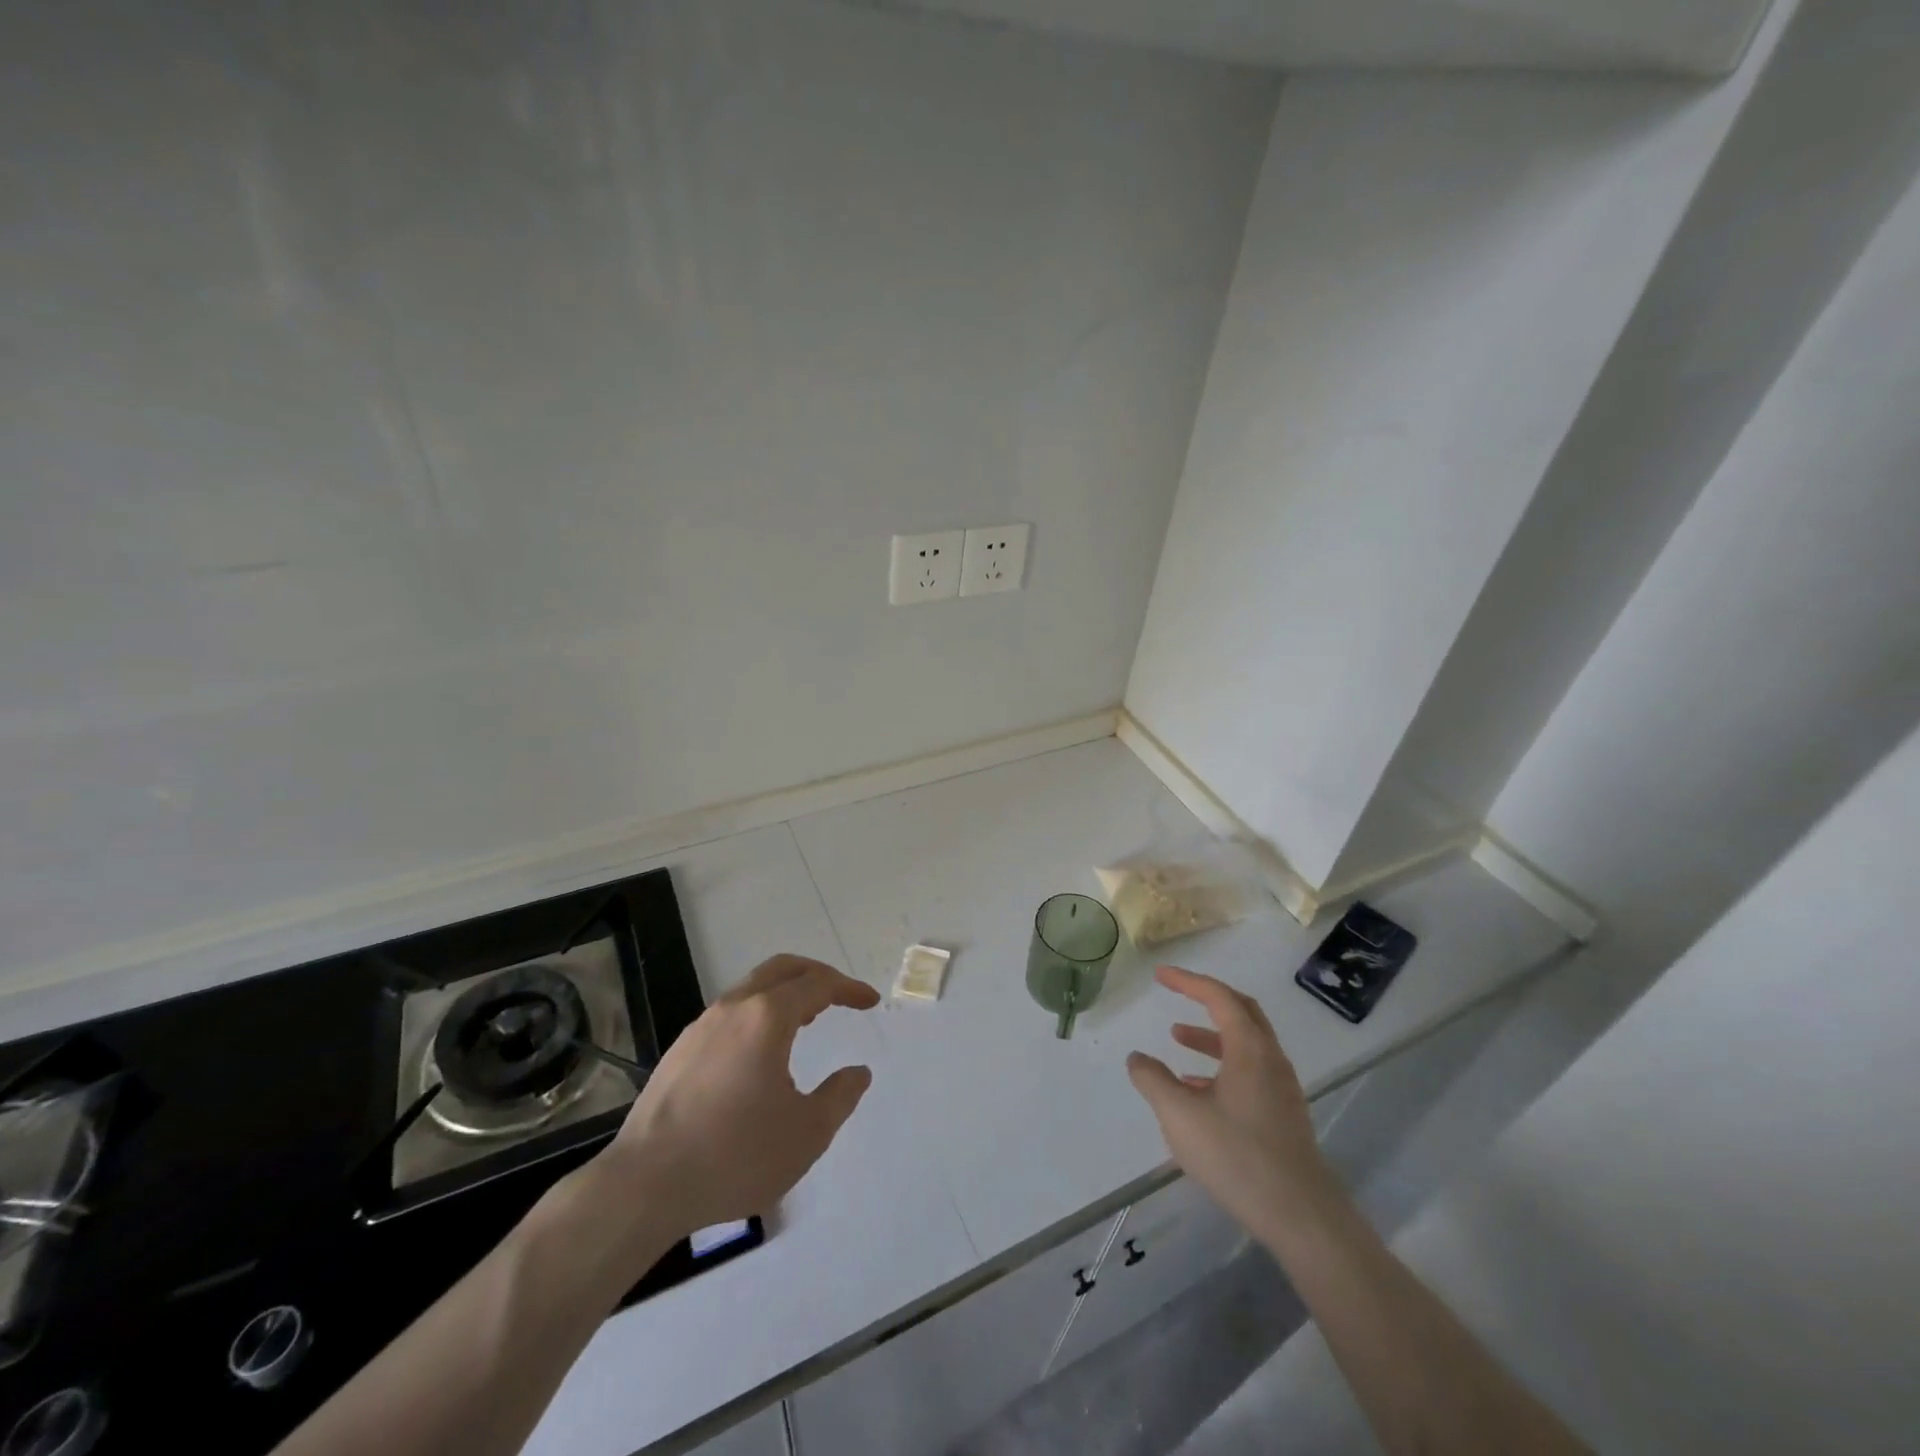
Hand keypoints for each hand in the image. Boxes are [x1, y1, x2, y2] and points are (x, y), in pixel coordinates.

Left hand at [597, 954, 879, 1235]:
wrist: (644, 1186)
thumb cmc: (735, 1156)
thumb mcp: (807, 1134)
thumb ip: (840, 1096)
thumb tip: (858, 1073)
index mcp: (767, 1017)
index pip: (818, 984)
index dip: (848, 988)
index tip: (869, 1001)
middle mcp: (733, 1008)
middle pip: (782, 969)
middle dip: (817, 975)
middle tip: (840, 995)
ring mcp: (701, 1027)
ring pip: (752, 988)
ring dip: (785, 994)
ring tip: (807, 1019)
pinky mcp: (680, 1051)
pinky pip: (730, 1014)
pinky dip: (758, 1014)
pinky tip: (761, 1052)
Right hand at [1128, 965, 1336, 1233]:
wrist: (1302, 1217)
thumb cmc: (1238, 1156)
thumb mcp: (1180, 1115)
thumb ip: (1153, 1080)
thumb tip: (1137, 1058)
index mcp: (1250, 1049)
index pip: (1219, 997)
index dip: (1188, 981)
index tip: (1160, 975)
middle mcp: (1270, 1060)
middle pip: (1241, 1012)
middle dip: (1207, 999)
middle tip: (1177, 993)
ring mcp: (1282, 1089)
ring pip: (1245, 1045)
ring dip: (1211, 1035)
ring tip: (1176, 1040)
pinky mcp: (1284, 1116)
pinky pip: (1249, 1072)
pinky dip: (1221, 1066)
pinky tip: (1197, 1090)